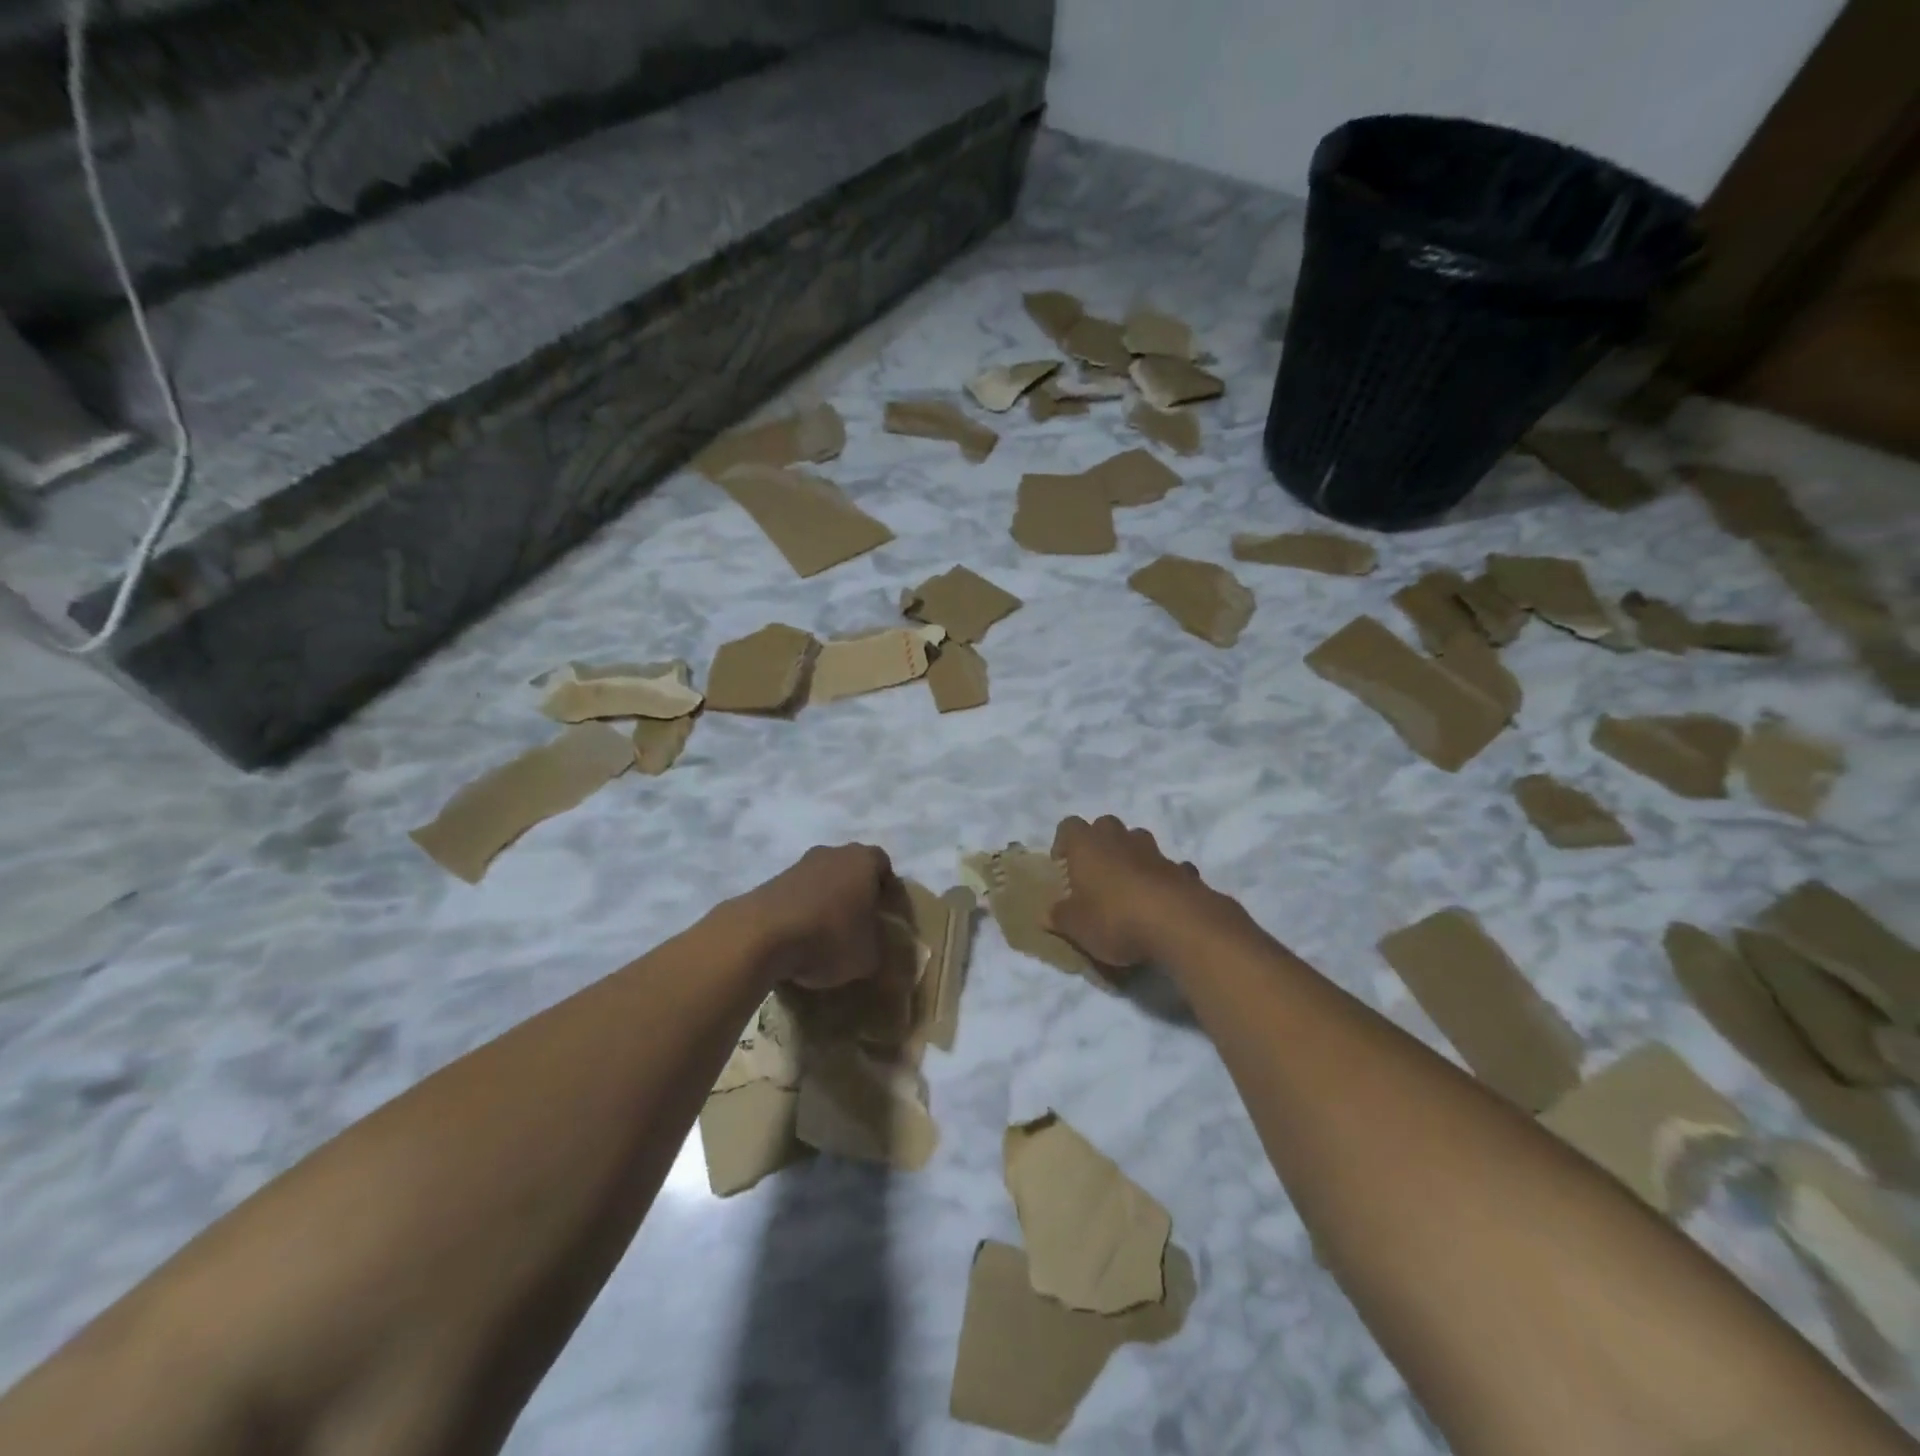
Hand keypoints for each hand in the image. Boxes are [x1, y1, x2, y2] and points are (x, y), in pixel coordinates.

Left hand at [738, 843, 902, 991]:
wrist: (762, 934)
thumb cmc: (829, 936)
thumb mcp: (869, 955)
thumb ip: (877, 945)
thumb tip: (872, 945)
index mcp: (863, 860)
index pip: (884, 865)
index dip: (888, 890)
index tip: (886, 915)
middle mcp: (832, 853)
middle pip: (851, 870)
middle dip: (856, 894)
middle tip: (859, 925)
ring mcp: (799, 864)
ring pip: (822, 881)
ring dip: (826, 903)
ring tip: (826, 937)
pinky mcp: (772, 881)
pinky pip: (798, 895)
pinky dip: (802, 912)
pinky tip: (800, 940)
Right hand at [1049, 816, 1207, 967]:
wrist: (1177, 924)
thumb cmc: (1114, 918)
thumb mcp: (1076, 926)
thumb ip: (1060, 917)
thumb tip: (1046, 914)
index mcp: (1087, 846)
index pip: (1069, 826)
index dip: (1064, 842)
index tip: (1062, 865)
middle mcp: (1120, 840)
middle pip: (1105, 825)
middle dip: (1099, 842)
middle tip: (1095, 872)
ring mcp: (1154, 852)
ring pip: (1138, 841)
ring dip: (1132, 856)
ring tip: (1127, 886)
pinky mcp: (1182, 870)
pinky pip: (1167, 867)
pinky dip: (1161, 878)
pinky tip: (1160, 901)